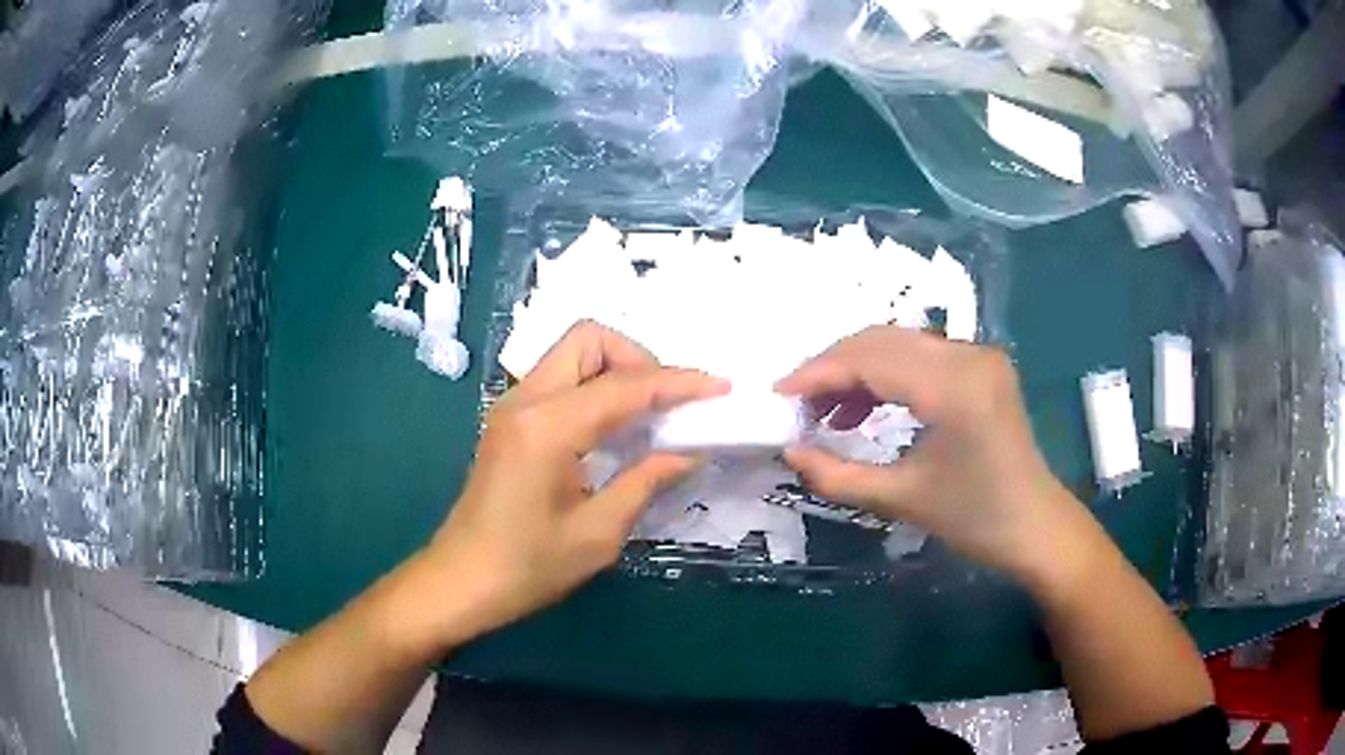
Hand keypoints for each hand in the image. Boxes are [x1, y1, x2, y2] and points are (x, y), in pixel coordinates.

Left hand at [423, 321, 726, 640]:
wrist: (460, 582)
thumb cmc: (527, 568)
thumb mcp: (597, 534)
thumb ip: (645, 482)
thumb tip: (689, 452)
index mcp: (547, 428)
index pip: (624, 385)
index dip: (677, 383)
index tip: (719, 387)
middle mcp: (526, 401)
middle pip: (589, 339)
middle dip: (638, 358)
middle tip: (667, 405)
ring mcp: (512, 406)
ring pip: (573, 354)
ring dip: (616, 370)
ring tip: (648, 415)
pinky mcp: (509, 420)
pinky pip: (560, 379)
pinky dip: (595, 387)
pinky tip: (615, 428)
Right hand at [777, 325, 1083, 579]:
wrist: (1036, 526)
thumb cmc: (975, 520)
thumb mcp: (901, 499)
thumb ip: (837, 475)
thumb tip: (789, 453)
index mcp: (954, 388)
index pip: (872, 359)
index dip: (819, 373)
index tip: (779, 395)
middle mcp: (968, 356)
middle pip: (882, 339)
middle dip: (832, 367)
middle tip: (799, 404)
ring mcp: (978, 355)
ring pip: (899, 343)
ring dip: (857, 370)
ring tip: (827, 413)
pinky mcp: (981, 365)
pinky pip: (920, 357)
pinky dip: (886, 376)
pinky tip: (865, 409)